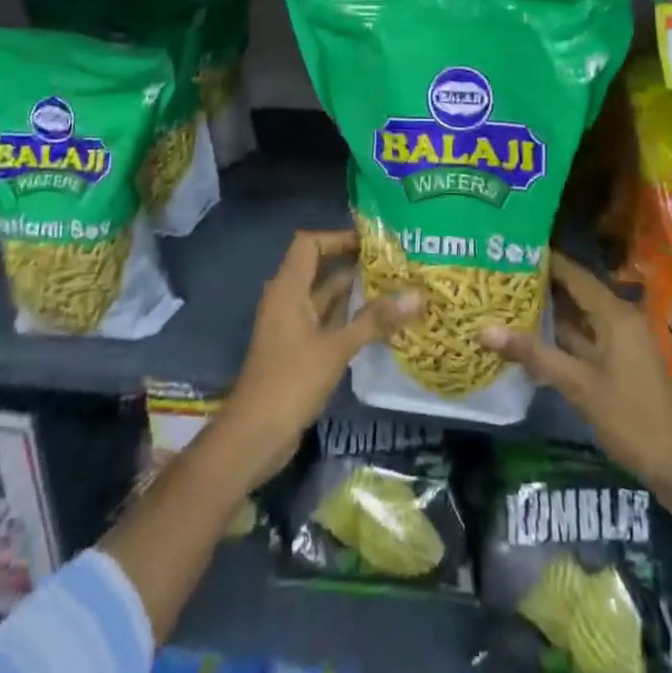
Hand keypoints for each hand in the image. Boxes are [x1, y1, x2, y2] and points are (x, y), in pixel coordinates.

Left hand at [220, 229, 420, 487]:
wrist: (255, 435)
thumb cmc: (291, 380)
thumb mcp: (336, 348)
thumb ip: (374, 321)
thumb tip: (416, 296)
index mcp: (288, 288)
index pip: (309, 243)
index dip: (338, 237)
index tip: (372, 242)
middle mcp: (288, 299)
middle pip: (320, 268)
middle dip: (354, 264)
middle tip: (394, 263)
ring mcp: (292, 325)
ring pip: (326, 297)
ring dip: (355, 293)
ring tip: (395, 288)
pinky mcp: (299, 349)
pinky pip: (326, 321)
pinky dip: (349, 318)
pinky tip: (380, 324)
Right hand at [480, 251, 671, 486]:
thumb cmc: (631, 418)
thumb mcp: (578, 385)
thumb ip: (533, 354)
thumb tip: (483, 329)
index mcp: (615, 314)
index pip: (573, 274)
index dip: (543, 260)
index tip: (508, 249)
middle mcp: (618, 319)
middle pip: (574, 292)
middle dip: (539, 285)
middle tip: (498, 275)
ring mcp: (619, 343)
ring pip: (577, 318)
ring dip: (547, 313)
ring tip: (504, 300)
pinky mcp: (618, 364)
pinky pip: (583, 339)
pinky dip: (558, 337)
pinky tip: (528, 339)